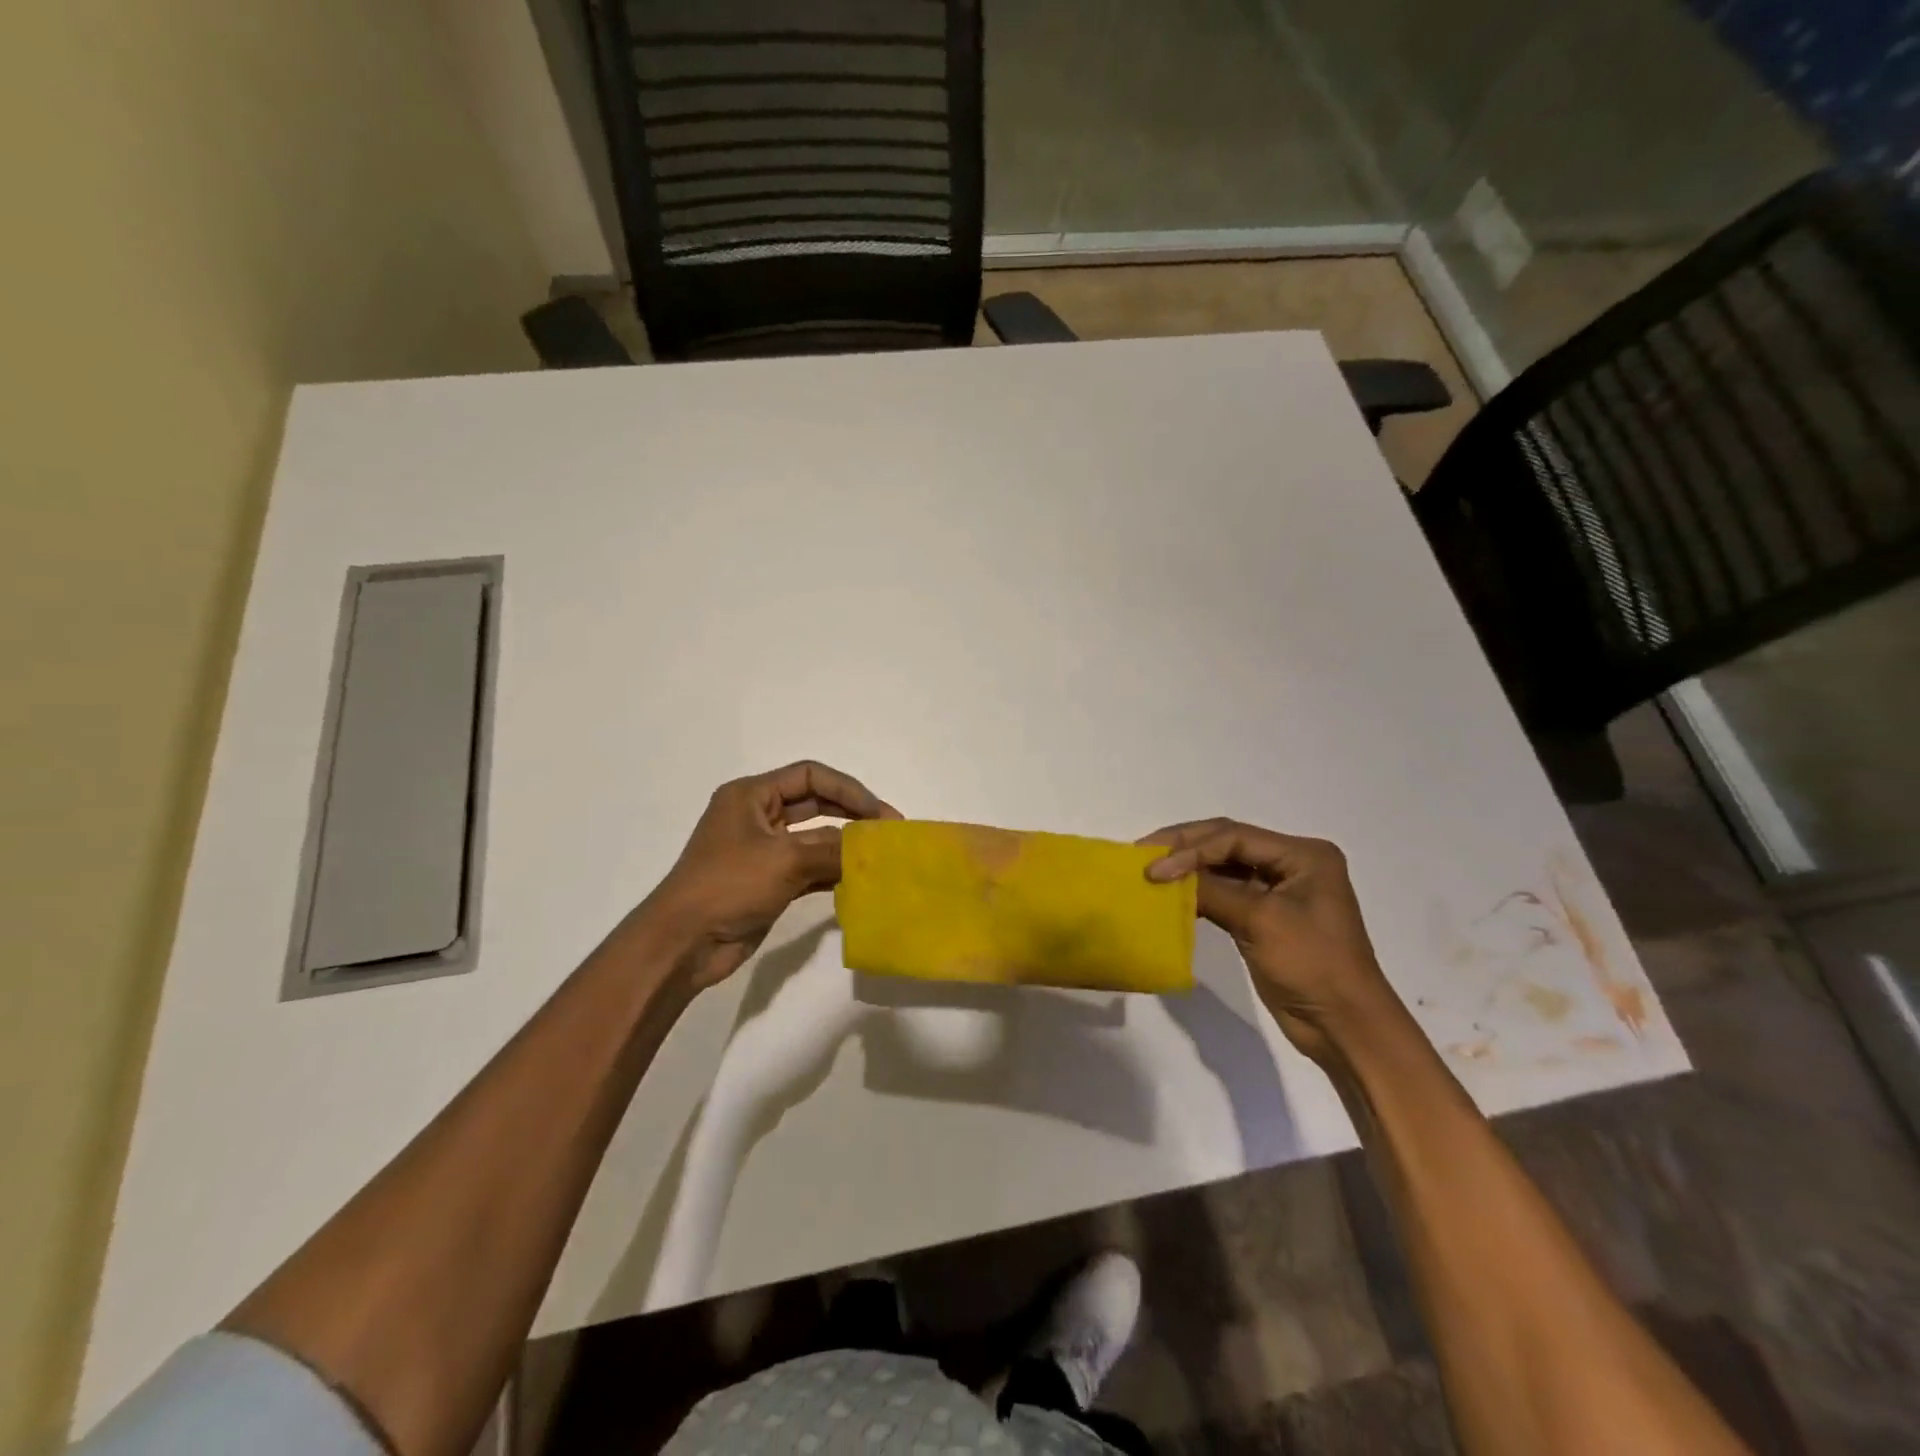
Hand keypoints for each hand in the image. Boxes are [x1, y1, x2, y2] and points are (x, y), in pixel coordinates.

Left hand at [641, 760, 899, 989]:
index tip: (879, 812)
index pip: (810, 776)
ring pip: (814, 838)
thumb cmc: (728, 885)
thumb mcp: (785, 860)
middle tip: (888, 832)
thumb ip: (833, 850)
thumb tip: (871, 850)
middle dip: (852, 814)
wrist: (683, 943)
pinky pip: (809, 867)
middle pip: (815, 804)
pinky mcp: (768, 881)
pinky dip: (832, 871)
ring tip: (880, 857)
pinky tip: (860, 880)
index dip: (848, 789)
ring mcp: (763, 851)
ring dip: (845, 845)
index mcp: (751, 795)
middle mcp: (757, 816)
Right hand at [1141, 819, 1401, 1064]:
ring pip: (1223, 867)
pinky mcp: (1264, 916)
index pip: (1234, 837)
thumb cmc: (1313, 965)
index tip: (1153, 869)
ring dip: (1188, 869)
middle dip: (1184, 847)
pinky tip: (1170, 894)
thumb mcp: (1262, 921)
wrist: (1344, 1026)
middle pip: (1227, 843)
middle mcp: (1291, 864)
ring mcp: (1277, 890)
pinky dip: (1197, 891)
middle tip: (1142, 852)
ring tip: (1149, 870)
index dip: (1190, 849)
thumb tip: (1162, 874)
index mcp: (1303, 855)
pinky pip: (1224, 892)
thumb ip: (1212, 891)